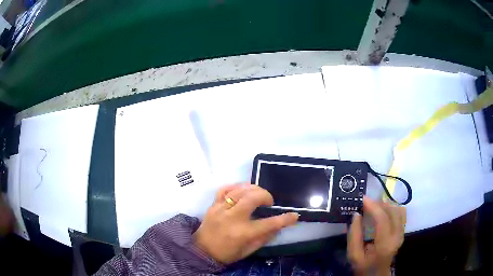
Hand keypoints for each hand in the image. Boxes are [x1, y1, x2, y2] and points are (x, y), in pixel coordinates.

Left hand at [193, 183, 298, 263]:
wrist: (201, 251)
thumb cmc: (226, 253)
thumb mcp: (248, 251)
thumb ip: (264, 238)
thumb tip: (278, 227)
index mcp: (243, 233)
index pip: (269, 224)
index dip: (285, 219)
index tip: (294, 215)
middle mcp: (233, 218)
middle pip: (253, 198)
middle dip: (266, 195)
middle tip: (269, 202)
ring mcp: (221, 209)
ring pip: (239, 190)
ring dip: (253, 188)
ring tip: (258, 194)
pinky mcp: (213, 205)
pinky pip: (224, 189)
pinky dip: (235, 186)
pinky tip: (241, 190)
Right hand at [347, 197, 405, 275]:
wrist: (376, 274)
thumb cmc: (363, 266)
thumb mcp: (353, 255)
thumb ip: (354, 235)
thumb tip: (356, 214)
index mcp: (384, 244)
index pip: (382, 219)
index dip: (373, 206)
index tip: (362, 198)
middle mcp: (397, 236)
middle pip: (393, 211)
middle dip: (379, 203)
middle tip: (366, 203)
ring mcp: (402, 233)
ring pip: (398, 210)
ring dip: (386, 205)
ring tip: (373, 207)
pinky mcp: (402, 231)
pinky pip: (400, 213)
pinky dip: (391, 208)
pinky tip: (382, 211)